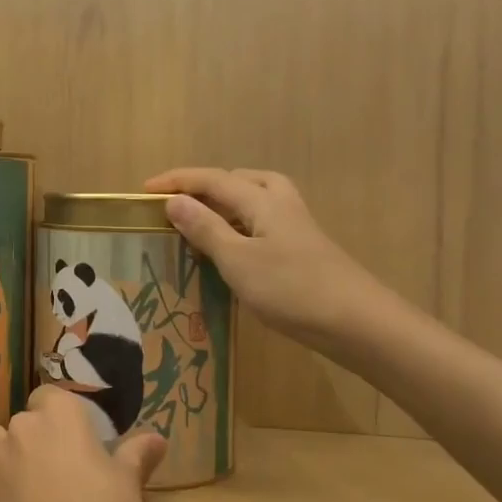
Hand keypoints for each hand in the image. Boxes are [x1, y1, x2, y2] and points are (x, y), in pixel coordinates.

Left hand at [0, 388, 166, 501]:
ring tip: (32, 481)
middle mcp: (22, 428)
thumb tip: (156, 439)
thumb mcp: (129, 487)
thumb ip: (136, 455)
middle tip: (64, 467)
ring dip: (9, 453)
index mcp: (60, 416)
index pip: (51, 395)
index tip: (80, 438)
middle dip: (40, 436)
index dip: (62, 414)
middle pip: (25, 420)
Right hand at [144, 167, 387, 344]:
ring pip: (255, 199)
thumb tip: (174, 200)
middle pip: (239, 179)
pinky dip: (240, 224)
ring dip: (225, 203)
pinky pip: (262, 221)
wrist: (356, 322)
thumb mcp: (237, 260)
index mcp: (262, 200)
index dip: (177, 181)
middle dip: (205, 185)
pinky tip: (233, 249)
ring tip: (202, 222)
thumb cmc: (291, 289)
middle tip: (179, 204)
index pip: (212, 179)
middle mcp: (280, 203)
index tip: (144, 191)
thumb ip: (205, 228)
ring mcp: (295, 225)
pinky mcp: (302, 247)